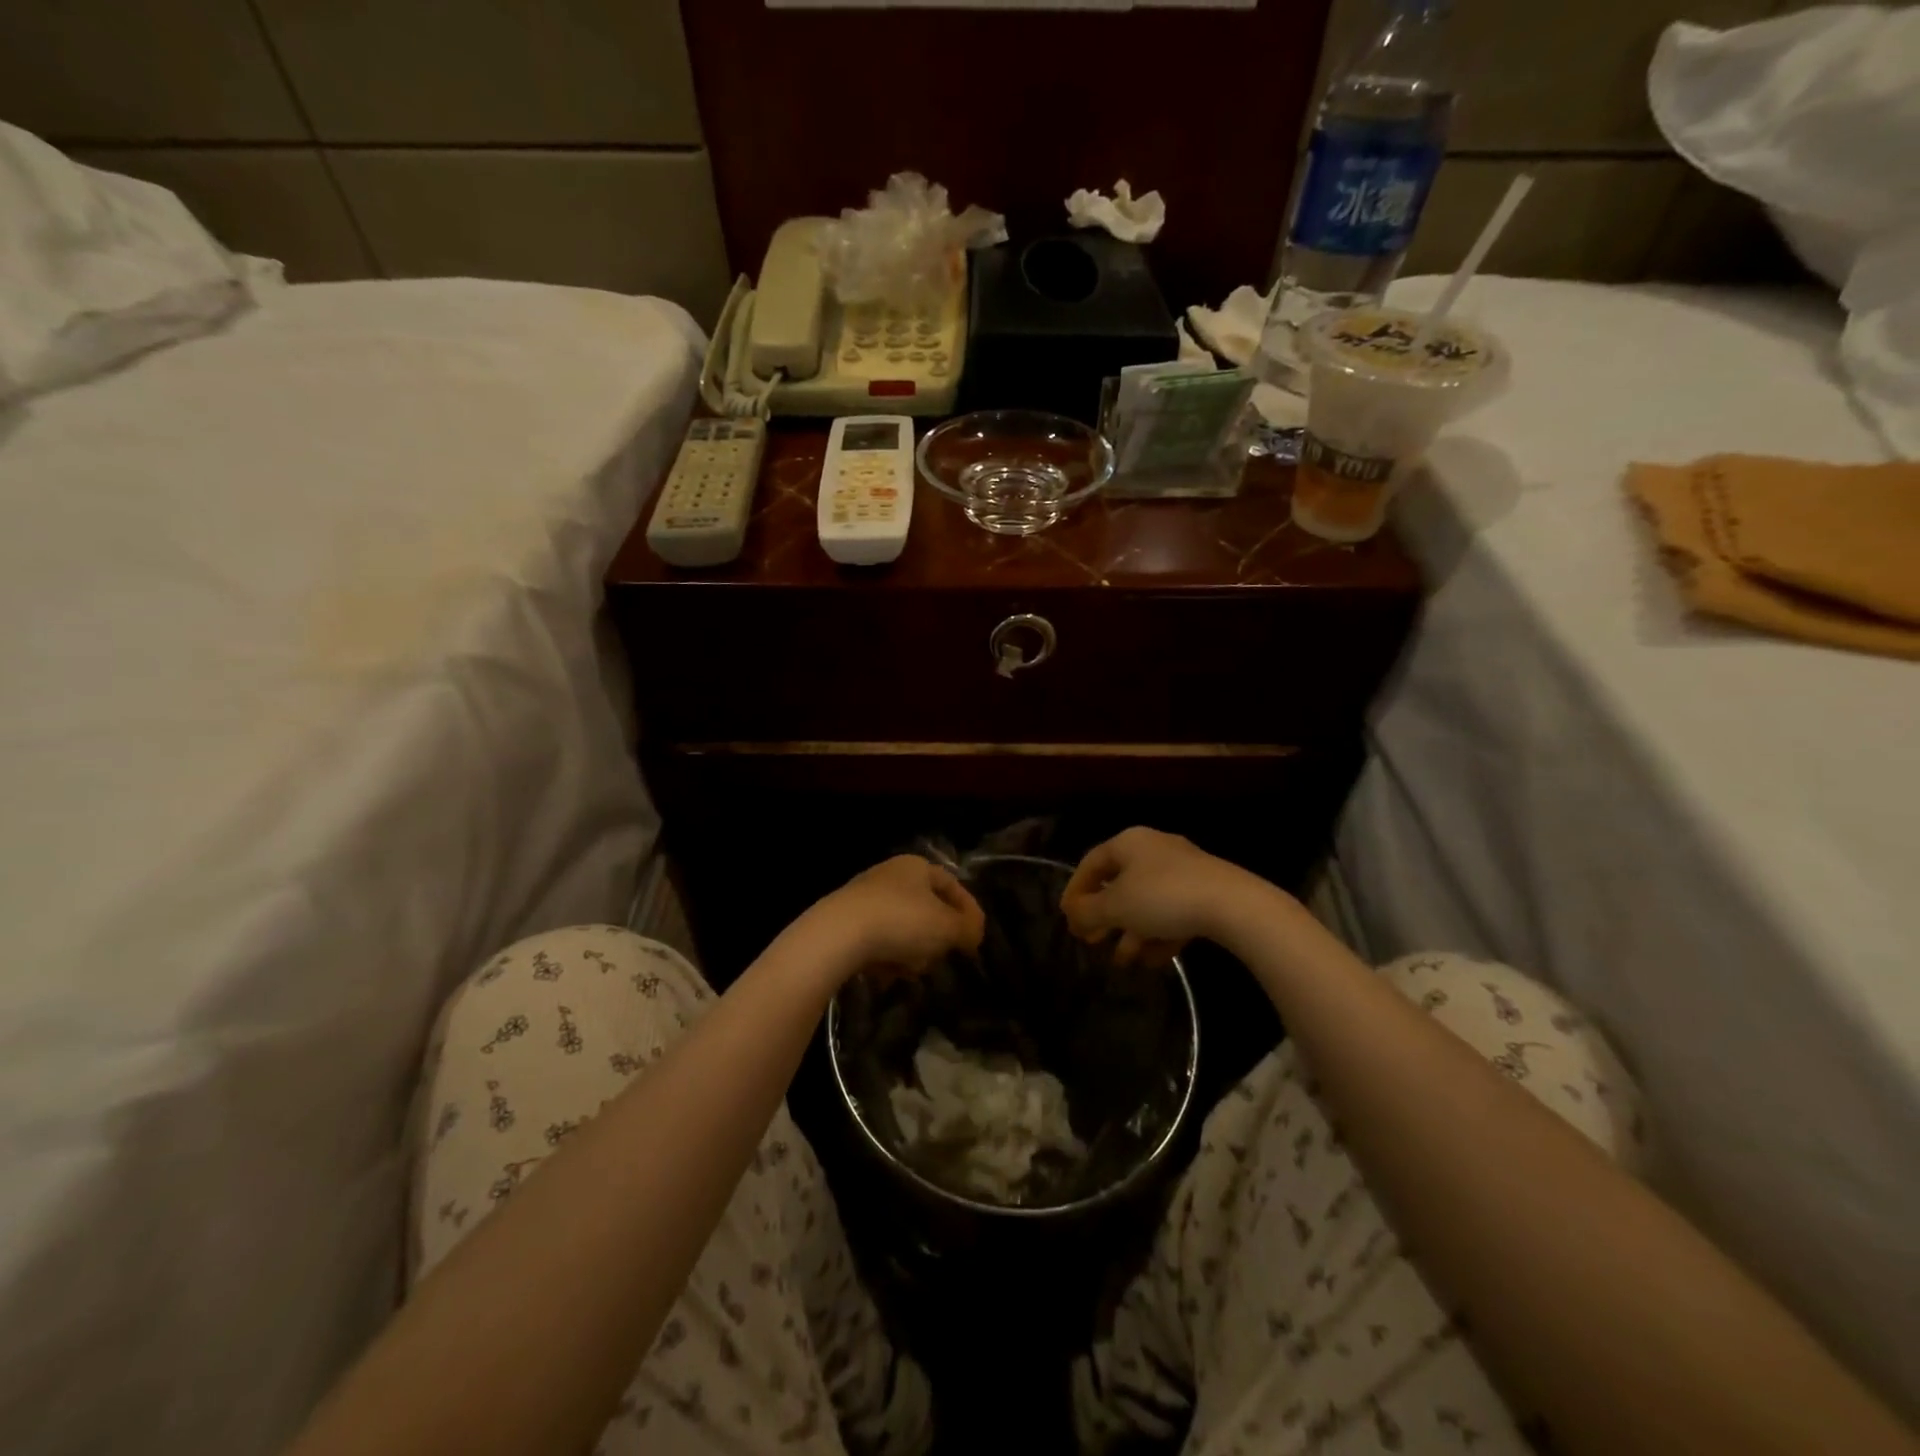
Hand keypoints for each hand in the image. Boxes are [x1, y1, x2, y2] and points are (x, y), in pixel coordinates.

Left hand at [802, 855, 985, 981]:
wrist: (837, 936)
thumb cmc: (901, 921)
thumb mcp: (946, 927)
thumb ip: (967, 929)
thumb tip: (973, 934)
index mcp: (916, 866)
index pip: (952, 884)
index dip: (968, 910)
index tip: (975, 938)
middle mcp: (890, 875)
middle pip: (926, 909)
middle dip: (936, 937)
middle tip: (940, 957)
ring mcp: (864, 899)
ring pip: (903, 929)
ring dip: (912, 952)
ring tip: (909, 970)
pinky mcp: (845, 923)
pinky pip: (878, 942)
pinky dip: (886, 958)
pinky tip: (885, 974)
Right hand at [1061, 827, 1262, 964]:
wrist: (1234, 905)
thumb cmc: (1163, 898)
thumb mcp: (1116, 907)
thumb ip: (1087, 911)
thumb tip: (1072, 914)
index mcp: (1129, 842)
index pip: (1091, 863)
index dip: (1075, 891)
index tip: (1068, 919)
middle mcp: (1154, 849)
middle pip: (1119, 884)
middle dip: (1104, 917)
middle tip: (1092, 942)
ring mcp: (1183, 870)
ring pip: (1146, 902)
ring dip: (1131, 932)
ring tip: (1124, 961)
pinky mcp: (1205, 892)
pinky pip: (1172, 912)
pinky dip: (1159, 934)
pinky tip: (1154, 960)